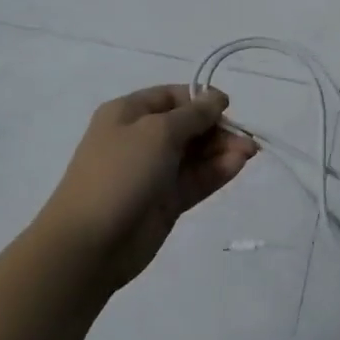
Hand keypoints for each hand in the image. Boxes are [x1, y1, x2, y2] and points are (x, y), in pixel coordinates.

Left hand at [38, 86, 258, 290]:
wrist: (90, 242)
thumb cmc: (120, 173)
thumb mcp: (157, 132)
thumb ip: (193, 115)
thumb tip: (215, 99)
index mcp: (128, 113)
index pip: (171, 97)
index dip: (201, 100)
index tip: (229, 108)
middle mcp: (140, 139)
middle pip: (187, 126)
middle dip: (217, 129)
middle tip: (246, 140)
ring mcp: (153, 172)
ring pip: (195, 155)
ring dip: (222, 150)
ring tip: (250, 153)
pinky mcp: (165, 202)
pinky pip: (195, 180)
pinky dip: (217, 171)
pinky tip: (238, 165)